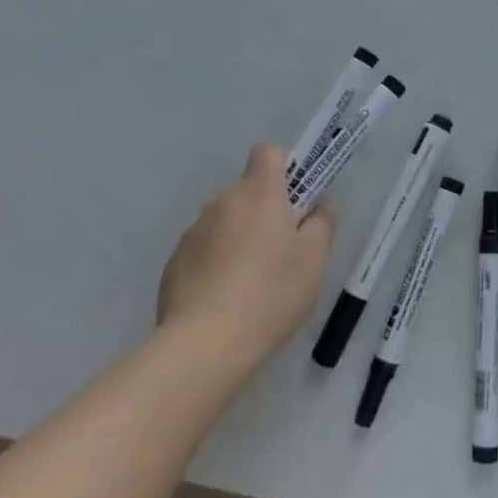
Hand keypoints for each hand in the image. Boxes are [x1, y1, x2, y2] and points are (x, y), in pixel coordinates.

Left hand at [157, 145, 334, 383]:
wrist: (204, 345)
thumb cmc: (271, 292)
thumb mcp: (314, 259)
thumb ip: (322, 223)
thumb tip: (323, 203)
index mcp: (259, 192)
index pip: (268, 153)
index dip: (284, 168)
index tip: (295, 200)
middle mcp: (222, 201)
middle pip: (247, 190)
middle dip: (264, 210)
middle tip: (281, 250)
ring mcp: (193, 232)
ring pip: (224, 222)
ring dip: (238, 237)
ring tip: (251, 283)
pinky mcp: (174, 264)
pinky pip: (203, 251)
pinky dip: (215, 264)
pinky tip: (224, 301)